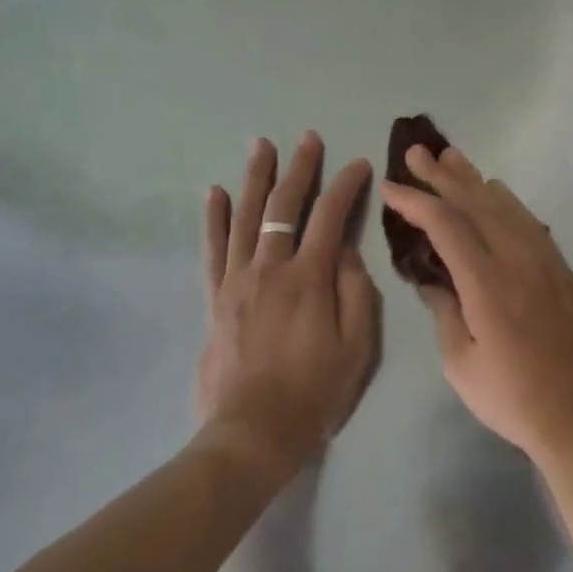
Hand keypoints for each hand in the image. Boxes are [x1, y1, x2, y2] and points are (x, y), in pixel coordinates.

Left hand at [198, 133, 381, 484]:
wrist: (252, 434)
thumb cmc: (314, 391)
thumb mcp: (357, 346)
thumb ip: (356, 291)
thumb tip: (346, 250)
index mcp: (309, 278)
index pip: (331, 216)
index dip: (347, 186)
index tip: (359, 165)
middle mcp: (270, 268)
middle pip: (284, 206)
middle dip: (300, 168)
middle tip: (308, 138)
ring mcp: (237, 280)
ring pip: (246, 217)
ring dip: (255, 178)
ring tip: (261, 146)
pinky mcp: (216, 298)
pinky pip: (213, 249)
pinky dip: (214, 218)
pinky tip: (213, 192)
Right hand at [379, 145, 572, 462]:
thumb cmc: (510, 397)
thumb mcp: (460, 364)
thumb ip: (443, 312)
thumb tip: (431, 278)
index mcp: (487, 285)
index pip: (447, 226)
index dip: (416, 201)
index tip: (391, 186)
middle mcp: (517, 261)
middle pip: (476, 204)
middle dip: (442, 176)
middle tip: (417, 152)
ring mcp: (544, 261)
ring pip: (505, 206)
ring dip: (475, 179)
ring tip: (451, 157)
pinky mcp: (561, 268)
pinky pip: (530, 221)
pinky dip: (507, 201)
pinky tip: (496, 190)